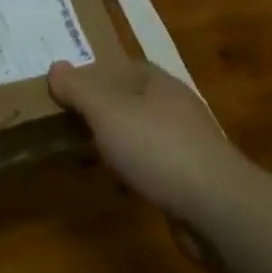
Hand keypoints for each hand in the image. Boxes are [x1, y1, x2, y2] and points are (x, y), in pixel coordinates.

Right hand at [48, 60, 243, 219]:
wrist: (215, 206)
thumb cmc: (156, 147)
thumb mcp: (107, 112)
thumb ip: (80, 90)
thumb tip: (56, 66)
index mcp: (158, 82)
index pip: (122, 66)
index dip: (95, 74)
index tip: (68, 89)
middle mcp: (176, 106)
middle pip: (132, 100)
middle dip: (104, 110)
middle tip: (71, 122)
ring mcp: (188, 142)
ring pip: (143, 134)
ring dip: (119, 142)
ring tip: (89, 155)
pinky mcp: (192, 177)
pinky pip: (154, 165)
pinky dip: (135, 170)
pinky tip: (121, 185)